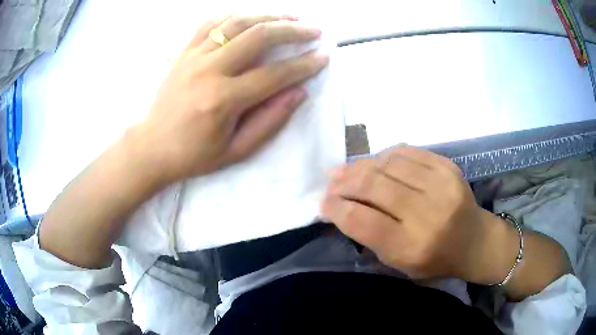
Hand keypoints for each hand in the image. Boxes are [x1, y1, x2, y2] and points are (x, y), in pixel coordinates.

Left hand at [131, 15, 327, 182]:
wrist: (152, 146)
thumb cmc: (194, 155)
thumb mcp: (236, 150)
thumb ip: (270, 121)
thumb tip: (299, 92)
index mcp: (223, 100)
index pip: (274, 74)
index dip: (304, 65)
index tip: (323, 57)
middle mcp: (209, 71)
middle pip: (258, 36)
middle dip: (292, 30)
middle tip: (313, 31)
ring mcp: (193, 57)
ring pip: (236, 22)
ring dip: (267, 15)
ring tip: (289, 16)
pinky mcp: (183, 52)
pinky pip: (210, 23)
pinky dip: (234, 15)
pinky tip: (250, 16)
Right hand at [321, 146, 519, 283]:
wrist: (474, 241)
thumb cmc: (434, 260)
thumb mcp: (398, 263)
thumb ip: (370, 236)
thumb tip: (341, 207)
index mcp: (411, 247)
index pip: (363, 221)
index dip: (337, 209)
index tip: (323, 203)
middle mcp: (427, 214)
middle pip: (374, 187)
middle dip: (345, 182)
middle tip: (331, 182)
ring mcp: (441, 186)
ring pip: (389, 164)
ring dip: (362, 165)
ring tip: (348, 170)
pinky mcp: (449, 167)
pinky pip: (408, 152)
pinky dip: (386, 155)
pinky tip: (376, 162)